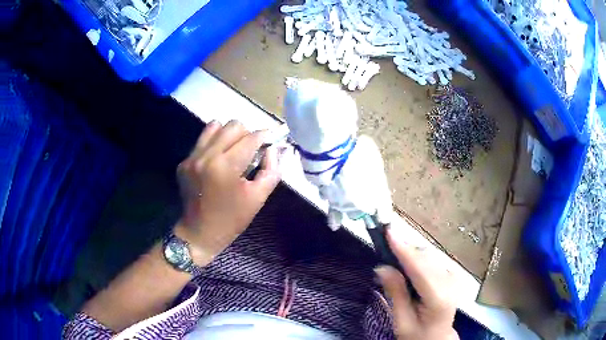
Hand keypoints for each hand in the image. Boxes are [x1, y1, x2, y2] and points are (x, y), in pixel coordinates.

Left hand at [175, 120, 280, 264]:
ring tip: (233, 151)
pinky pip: (203, 140)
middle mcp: (207, 155)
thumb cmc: (231, 219)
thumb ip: (271, 170)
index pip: (251, 138)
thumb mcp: (258, 198)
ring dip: (229, 135)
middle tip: (251, 151)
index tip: (271, 141)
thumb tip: (275, 149)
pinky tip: (218, 161)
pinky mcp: (184, 161)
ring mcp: (192, 157)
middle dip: (247, 134)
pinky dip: (214, 144)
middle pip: (233, 126)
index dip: (265, 137)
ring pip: (215, 126)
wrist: (199, 233)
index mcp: (226, 166)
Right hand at [375, 230, 458, 339]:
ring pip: (429, 255)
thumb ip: (396, 294)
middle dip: (405, 249)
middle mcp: (450, 282)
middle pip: (425, 258)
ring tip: (393, 255)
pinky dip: (417, 257)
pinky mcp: (451, 273)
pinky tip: (407, 264)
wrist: (437, 337)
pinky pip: (432, 259)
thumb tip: (382, 267)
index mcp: (438, 298)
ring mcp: (453, 276)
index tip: (389, 232)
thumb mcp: (402, 321)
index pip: (420, 269)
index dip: (404, 249)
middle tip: (384, 243)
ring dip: (410, 252)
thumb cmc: (417, 334)